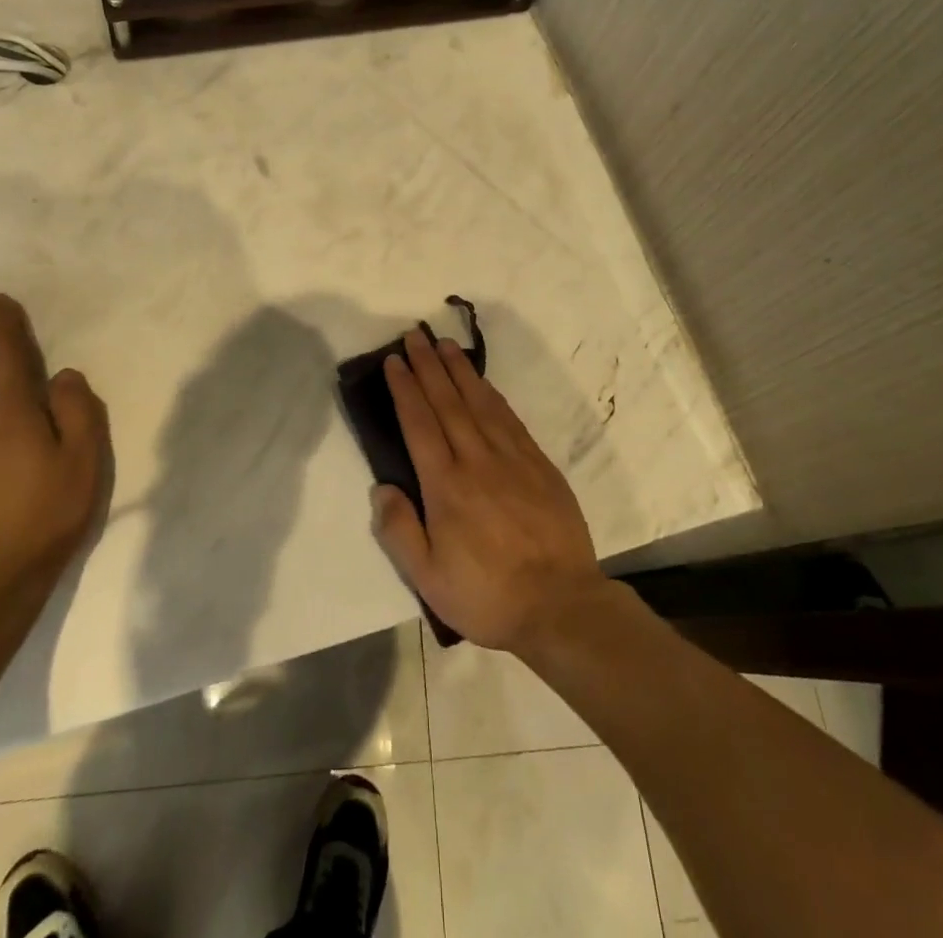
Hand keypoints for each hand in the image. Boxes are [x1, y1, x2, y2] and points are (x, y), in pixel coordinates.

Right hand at [371, 329, 606, 654]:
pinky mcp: (539, 465)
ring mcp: (512, 459)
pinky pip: (510, 419)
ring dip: (459, 370)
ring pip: (480, 402)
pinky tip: (483, 383)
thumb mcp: (428, 578)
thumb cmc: (487, 595)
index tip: (395, 360)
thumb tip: (381, 487)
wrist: (561, 606)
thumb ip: (399, 530)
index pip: (419, 423)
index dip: (405, 388)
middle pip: (447, 402)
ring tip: (445, 345)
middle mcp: (477, 461)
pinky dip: (492, 394)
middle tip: (415, 335)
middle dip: (428, 365)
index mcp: (445, 486)